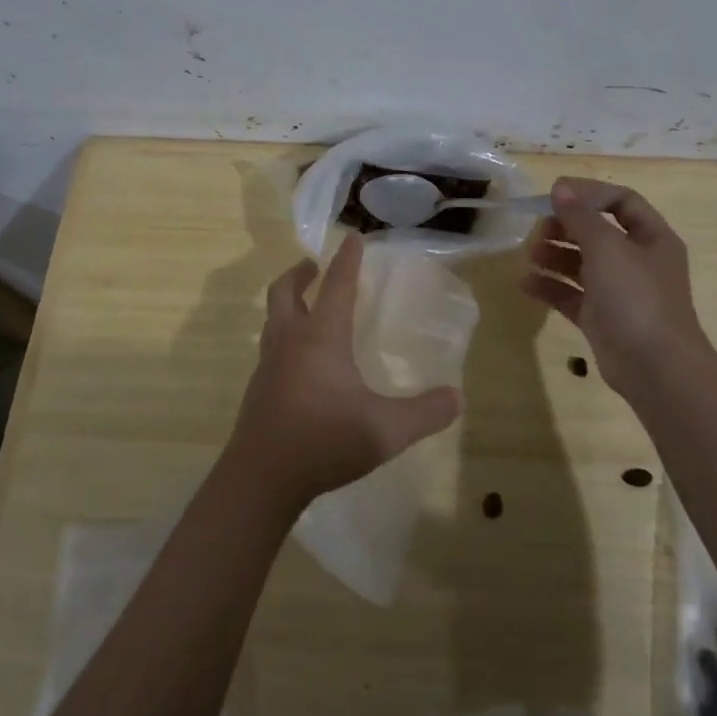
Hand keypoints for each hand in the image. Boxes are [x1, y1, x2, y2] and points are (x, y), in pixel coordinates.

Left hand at [227, 234, 462, 511]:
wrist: (261, 478)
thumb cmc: (324, 442)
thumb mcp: (385, 430)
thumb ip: (425, 412)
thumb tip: (458, 397)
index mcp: (321, 337)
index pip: (337, 286)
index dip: (347, 260)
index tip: (352, 238)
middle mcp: (290, 340)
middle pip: (286, 291)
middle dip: (301, 273)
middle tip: (313, 266)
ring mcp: (269, 364)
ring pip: (273, 317)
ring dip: (287, 301)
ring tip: (304, 305)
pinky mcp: (258, 388)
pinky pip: (270, 346)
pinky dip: (283, 334)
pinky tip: (298, 359)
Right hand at [522, 177, 712, 404]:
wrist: (655, 368)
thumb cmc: (636, 296)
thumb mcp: (606, 247)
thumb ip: (580, 216)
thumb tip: (560, 188)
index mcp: (651, 238)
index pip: (622, 201)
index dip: (589, 193)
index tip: (555, 194)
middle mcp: (637, 261)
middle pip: (597, 232)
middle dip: (565, 227)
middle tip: (538, 229)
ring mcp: (619, 291)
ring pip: (582, 263)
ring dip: (554, 255)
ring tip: (530, 255)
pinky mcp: (601, 318)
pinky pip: (571, 294)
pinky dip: (550, 287)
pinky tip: (526, 284)